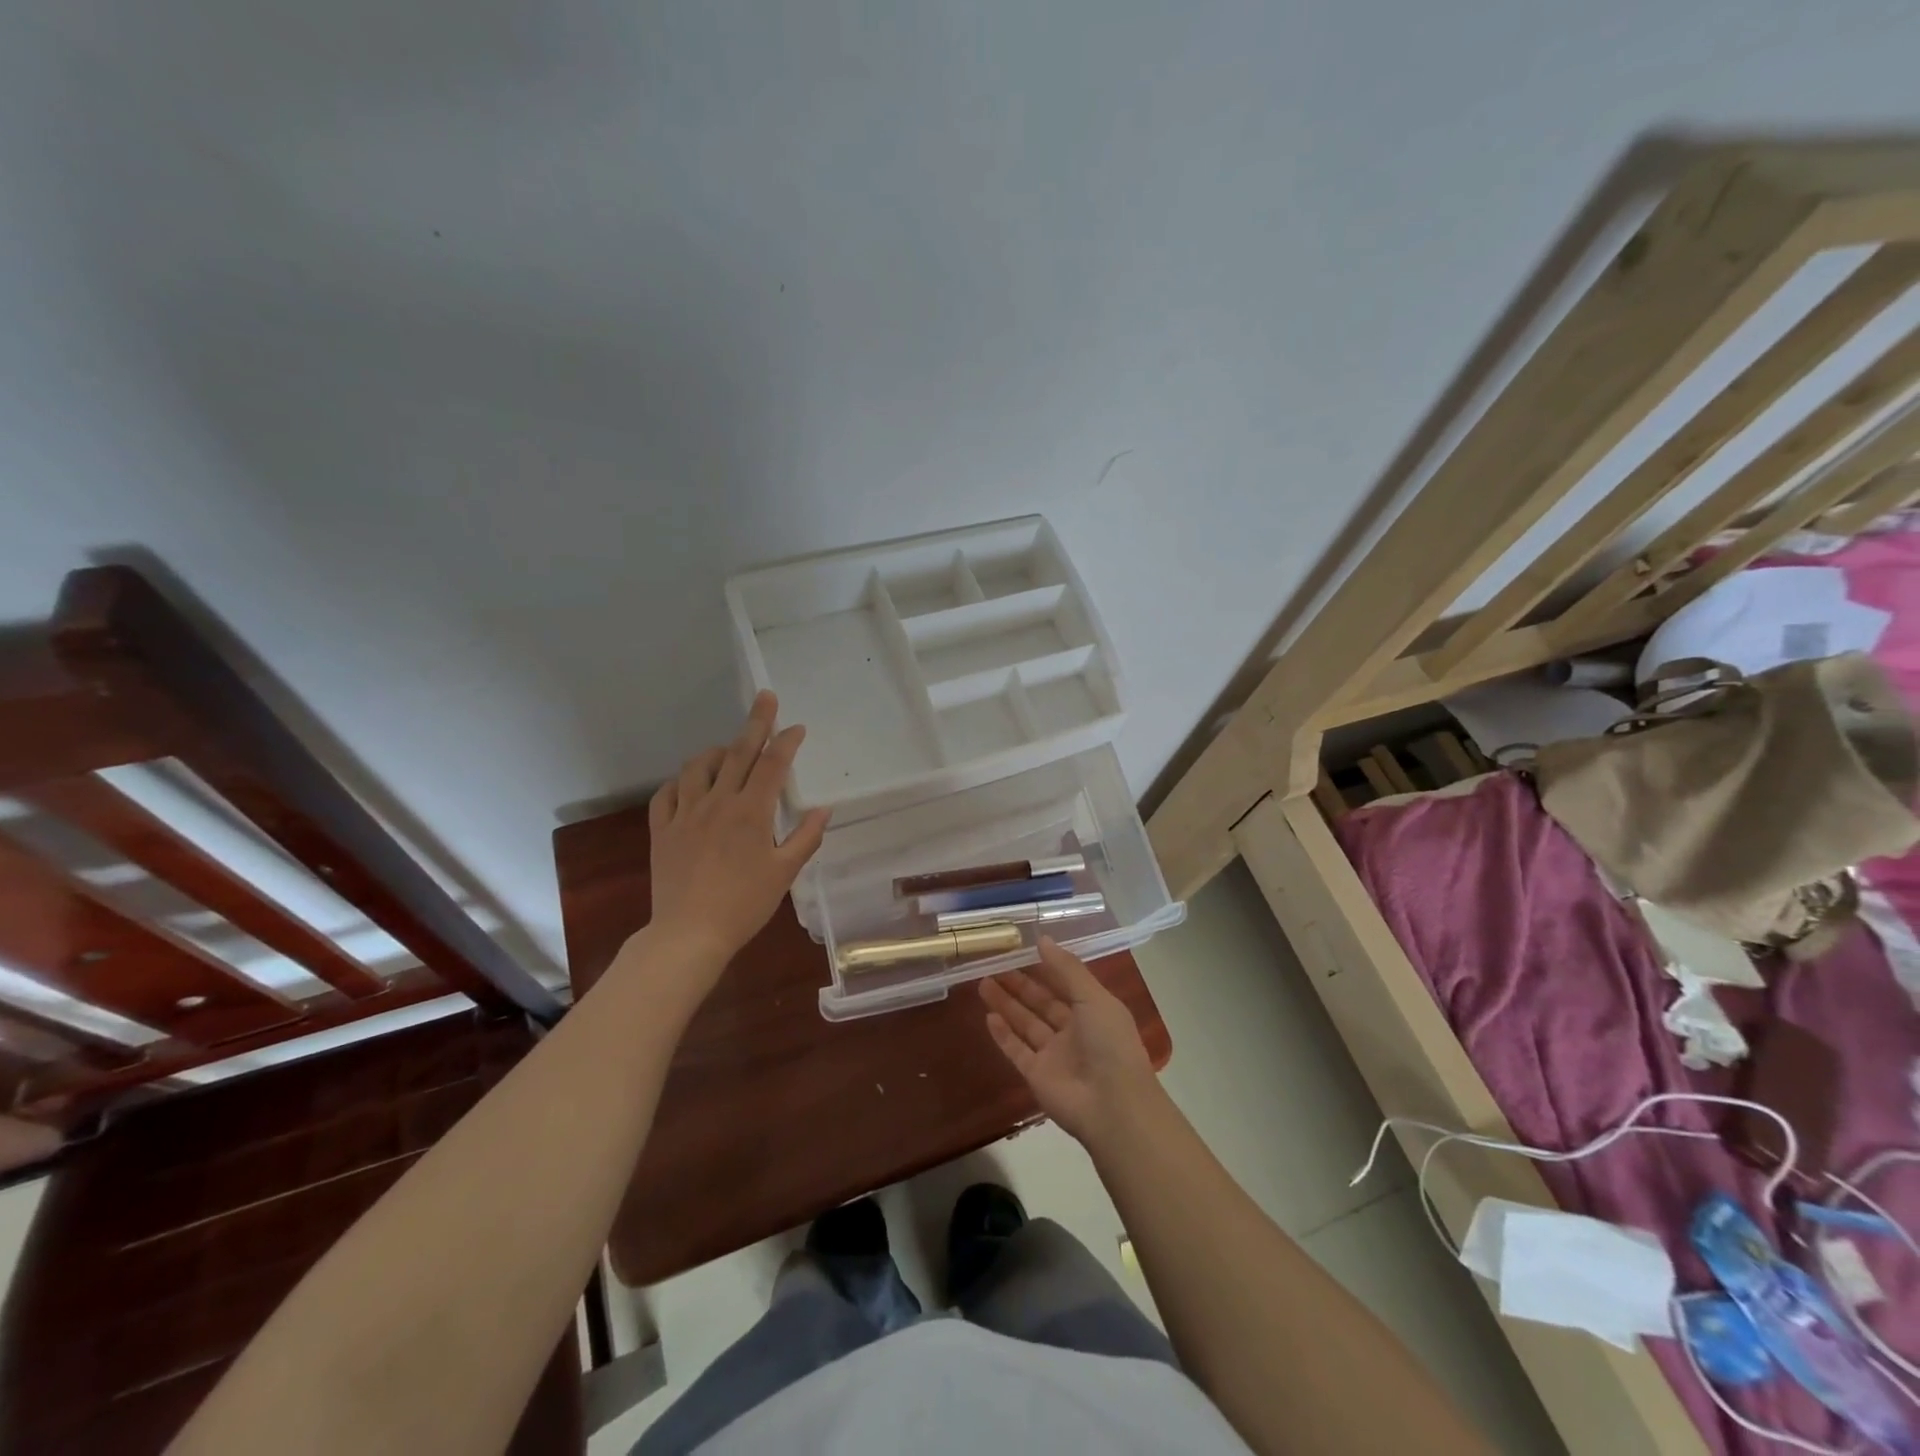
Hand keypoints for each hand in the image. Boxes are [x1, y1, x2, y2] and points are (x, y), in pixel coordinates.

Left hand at [647, 692, 830, 982]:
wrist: (689, 933)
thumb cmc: (745, 904)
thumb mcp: (785, 873)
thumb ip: (805, 838)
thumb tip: (824, 810)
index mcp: (751, 812)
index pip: (772, 765)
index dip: (786, 742)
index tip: (797, 727)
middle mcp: (717, 803)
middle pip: (738, 753)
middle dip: (755, 723)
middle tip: (765, 697)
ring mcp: (685, 814)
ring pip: (698, 767)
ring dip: (716, 752)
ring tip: (727, 750)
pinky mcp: (661, 829)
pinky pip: (666, 793)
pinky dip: (680, 782)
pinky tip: (689, 784)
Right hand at [980, 938, 1162, 1148]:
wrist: (1113, 1106)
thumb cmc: (1109, 1043)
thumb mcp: (1093, 997)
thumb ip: (1067, 969)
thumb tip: (1042, 939)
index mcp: (1093, 1011)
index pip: (1064, 984)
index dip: (1043, 967)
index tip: (1020, 950)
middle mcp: (1073, 1031)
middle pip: (1040, 1003)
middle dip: (1018, 984)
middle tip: (993, 964)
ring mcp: (1053, 1055)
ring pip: (1025, 1024)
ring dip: (1006, 1004)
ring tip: (982, 983)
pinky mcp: (1037, 1075)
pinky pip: (1016, 1050)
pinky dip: (1003, 1035)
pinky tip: (988, 1017)